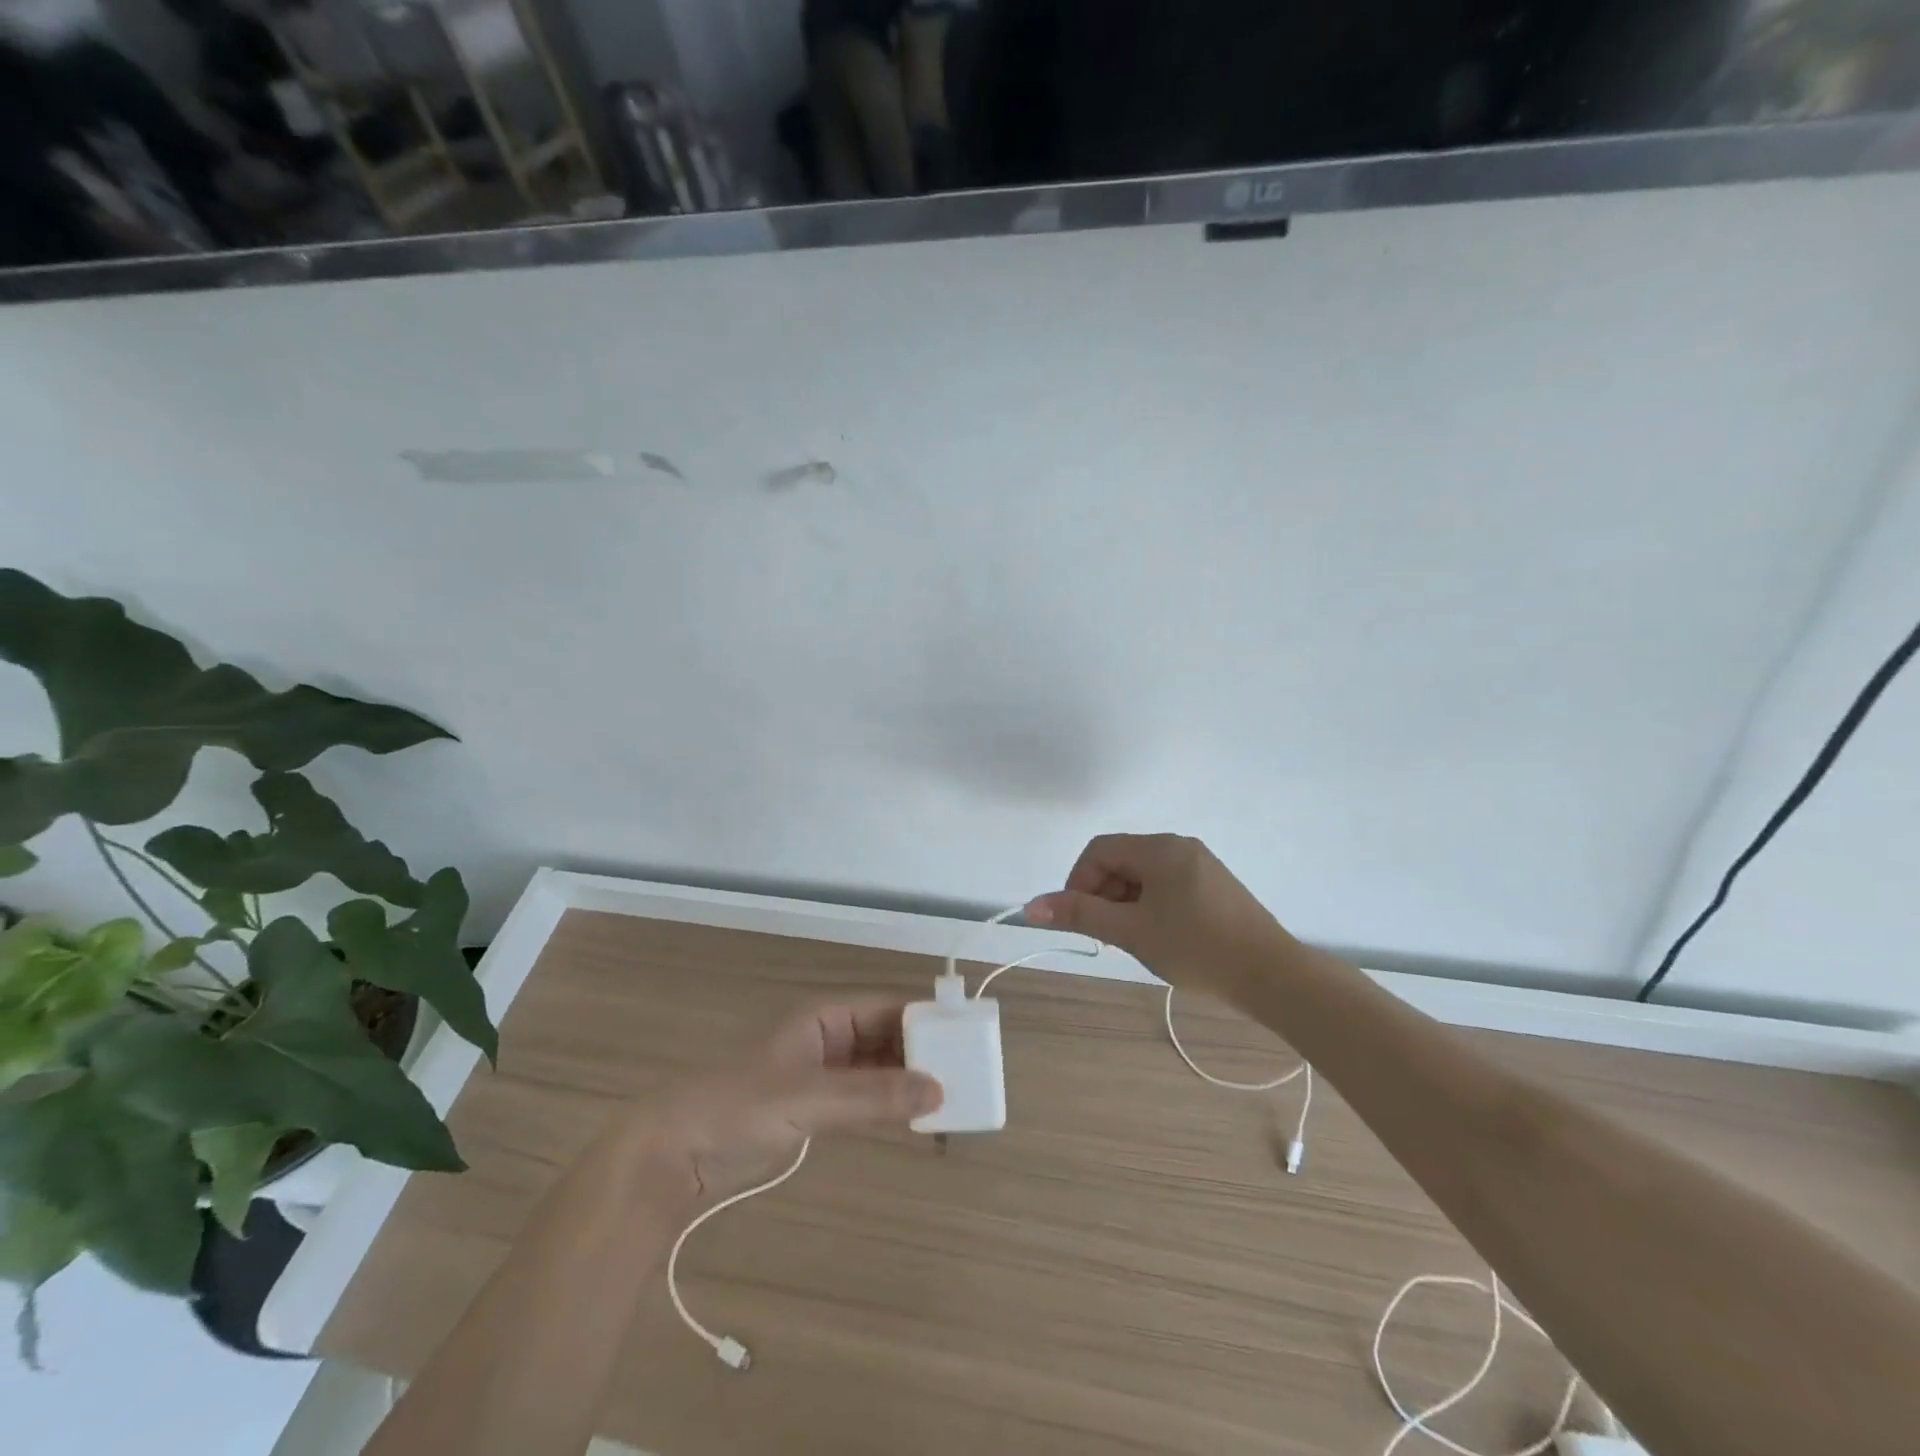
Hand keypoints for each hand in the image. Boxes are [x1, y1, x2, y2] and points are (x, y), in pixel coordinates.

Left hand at [631, 1000, 942, 1204]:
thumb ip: (873, 1096)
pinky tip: (914, 1121)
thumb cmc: (737, 1108)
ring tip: (951, 1101)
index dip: (926, 1022)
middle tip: (968, 1077)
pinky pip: (863, 1099)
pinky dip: (888, 1106)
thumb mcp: (809, 1098)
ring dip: (909, 1082)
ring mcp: (820, 1075)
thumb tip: (940, 1090)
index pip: (889, 1008)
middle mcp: (827, 1038)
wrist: (671, 1156)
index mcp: (824, 1017)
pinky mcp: (812, 1110)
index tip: (967, 1041)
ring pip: (878, 1070)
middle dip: (923, 1055)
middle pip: (887, 1038)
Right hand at [1025, 834, 1290, 998]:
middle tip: (1107, 935)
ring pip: (1144, 875)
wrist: (1272, 975)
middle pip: (1122, 860)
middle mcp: (1180, 846)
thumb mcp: (1132, 931)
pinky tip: (1160, 937)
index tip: (1080, 920)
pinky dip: (1151, 906)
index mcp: (1159, 849)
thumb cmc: (1196, 948)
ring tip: (1134, 941)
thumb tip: (1031, 906)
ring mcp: (1201, 865)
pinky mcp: (1215, 886)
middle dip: (1103, 894)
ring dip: (1126, 902)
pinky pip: (1168, 885)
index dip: (1079, 881)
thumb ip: (1081, 915)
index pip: (1099, 850)